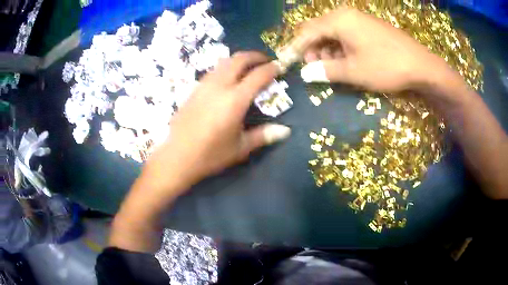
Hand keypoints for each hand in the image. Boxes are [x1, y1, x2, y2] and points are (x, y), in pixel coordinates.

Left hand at [141, 51, 290, 196]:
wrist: (176, 157)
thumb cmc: (210, 155)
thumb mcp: (240, 148)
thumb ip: (263, 135)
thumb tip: (286, 131)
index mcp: (234, 100)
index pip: (258, 76)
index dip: (271, 69)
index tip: (279, 67)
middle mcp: (219, 86)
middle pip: (239, 59)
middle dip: (255, 55)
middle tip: (266, 60)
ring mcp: (204, 85)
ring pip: (224, 62)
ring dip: (239, 59)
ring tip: (248, 66)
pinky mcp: (194, 89)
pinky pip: (213, 70)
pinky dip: (226, 67)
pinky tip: (228, 78)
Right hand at [292, 7, 454, 93]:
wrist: (421, 65)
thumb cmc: (386, 66)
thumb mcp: (354, 71)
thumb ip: (326, 70)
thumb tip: (305, 73)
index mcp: (338, 20)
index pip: (307, 32)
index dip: (295, 48)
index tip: (287, 62)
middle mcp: (345, 15)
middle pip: (318, 30)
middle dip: (312, 49)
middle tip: (315, 69)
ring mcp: (358, 20)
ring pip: (332, 33)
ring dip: (327, 50)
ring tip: (332, 68)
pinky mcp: (368, 27)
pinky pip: (346, 34)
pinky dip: (340, 48)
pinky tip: (346, 61)